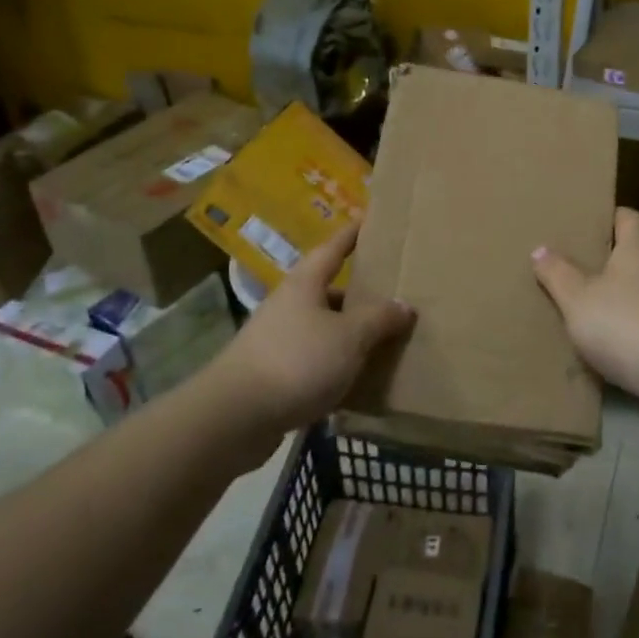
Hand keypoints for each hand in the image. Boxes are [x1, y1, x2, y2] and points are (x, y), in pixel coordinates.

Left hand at [216, 223, 414, 438]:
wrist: (235, 417)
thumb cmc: (297, 361)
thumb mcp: (350, 337)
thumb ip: (379, 319)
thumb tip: (404, 305)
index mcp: (305, 284)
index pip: (333, 249)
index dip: (352, 234)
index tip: (370, 219)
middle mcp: (288, 305)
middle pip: (328, 291)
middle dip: (358, 293)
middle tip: (391, 293)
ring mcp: (276, 340)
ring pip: (322, 328)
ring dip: (348, 333)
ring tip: (382, 341)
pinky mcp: (272, 374)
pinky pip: (313, 360)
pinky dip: (335, 364)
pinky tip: (356, 380)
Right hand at [531, 207, 638, 405]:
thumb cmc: (625, 325)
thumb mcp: (577, 300)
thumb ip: (558, 274)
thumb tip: (540, 249)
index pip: (630, 217)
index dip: (610, 217)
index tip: (588, 225)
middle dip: (614, 257)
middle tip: (583, 266)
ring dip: (627, 292)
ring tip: (596, 304)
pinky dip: (638, 320)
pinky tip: (618, 339)